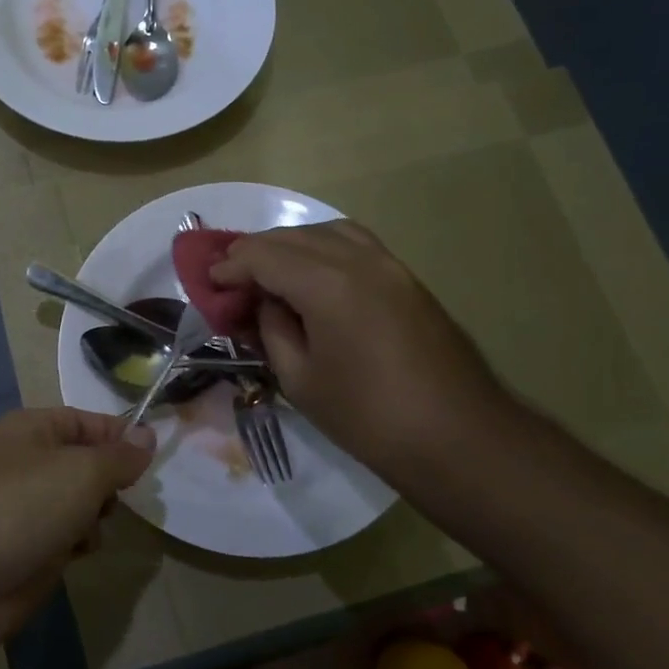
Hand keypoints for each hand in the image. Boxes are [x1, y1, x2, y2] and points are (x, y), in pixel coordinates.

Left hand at [0, 408, 154, 650]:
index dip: (122, 436)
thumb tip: (148, 435)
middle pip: (88, 463)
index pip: (89, 421)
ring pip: (82, 502)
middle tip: (115, 497)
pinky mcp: (27, 547)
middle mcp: (28, 462)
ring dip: (95, 516)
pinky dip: (77, 543)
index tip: (154, 455)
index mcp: (33, 429)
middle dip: (108, 482)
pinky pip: (68, 535)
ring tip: (87, 528)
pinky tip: (74, 553)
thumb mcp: (82, 472)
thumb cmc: (22, 508)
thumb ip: (120, 455)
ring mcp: (26, 506)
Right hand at [211, 221, 517, 478]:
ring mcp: (390, 265)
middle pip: (293, 237)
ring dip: (291, 245)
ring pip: (327, 231)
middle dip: (255, 252)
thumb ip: (273, 330)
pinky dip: (324, 248)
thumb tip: (265, 303)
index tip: (210, 283)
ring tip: (270, 272)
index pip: (264, 255)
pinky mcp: (408, 279)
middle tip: (231, 278)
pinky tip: (313, 276)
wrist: (458, 437)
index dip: (230, 267)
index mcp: (327, 284)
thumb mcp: (300, 379)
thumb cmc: (369, 417)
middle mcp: (359, 259)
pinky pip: (356, 244)